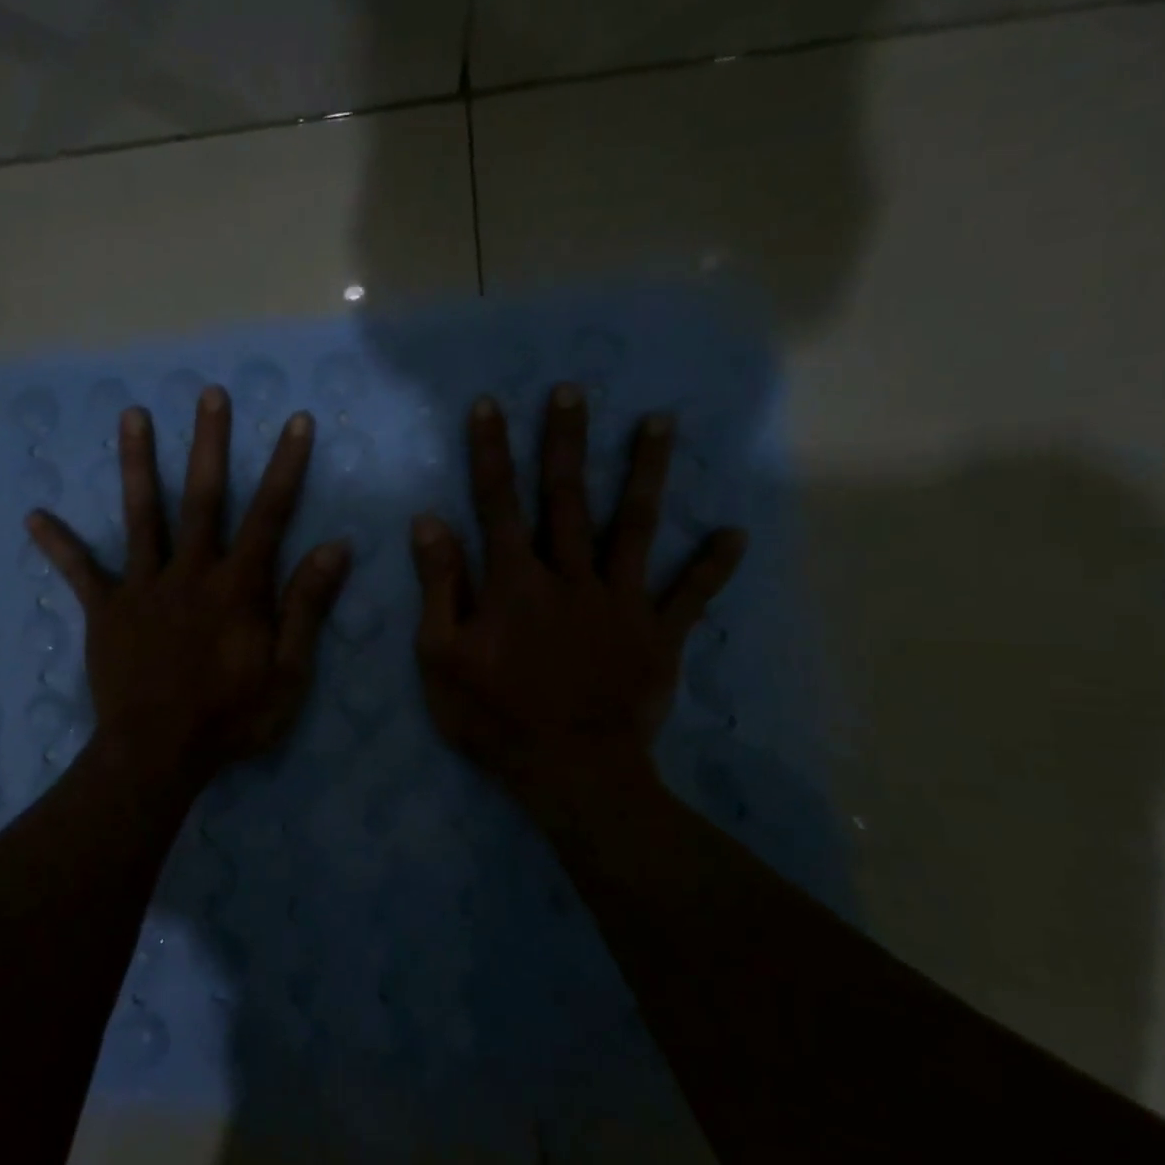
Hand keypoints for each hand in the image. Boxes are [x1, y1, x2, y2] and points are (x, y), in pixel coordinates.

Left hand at [27, 386, 350, 786]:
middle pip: (202, 498)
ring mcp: (143, 588)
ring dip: (138, 464)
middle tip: (210, 394)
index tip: (295, 421)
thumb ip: (307, 607)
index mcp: (238, 587)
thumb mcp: (288, 672)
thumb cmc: (231, 718)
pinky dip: (60, 545)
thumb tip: (335, 547)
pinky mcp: (105, 611)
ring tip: (131, 415)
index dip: (285, 466)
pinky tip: (34, 516)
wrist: (158, 754)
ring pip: (142, 516)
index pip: (268, 515)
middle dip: (209, 444)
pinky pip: (81, 573)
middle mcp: (190, 573)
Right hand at [410, 385, 746, 804]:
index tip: (489, 405)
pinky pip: (689, 595)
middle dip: (565, 441)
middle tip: (572, 391)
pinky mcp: (658, 634)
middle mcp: (570, 576)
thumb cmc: (495, 717)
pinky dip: (710, 565)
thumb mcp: (441, 657)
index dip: (490, 452)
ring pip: (634, 525)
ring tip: (661, 422)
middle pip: (567, 497)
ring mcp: (620, 601)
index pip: (497, 502)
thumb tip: (430, 522)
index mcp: (514, 581)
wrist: (572, 772)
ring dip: (645, 472)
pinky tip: (734, 532)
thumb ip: (439, 587)